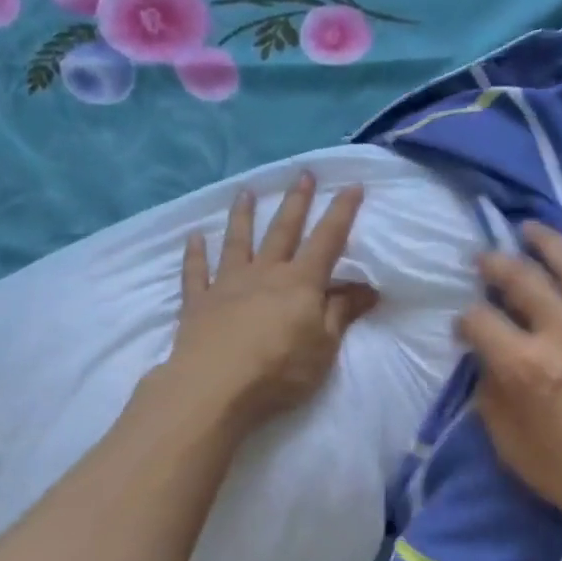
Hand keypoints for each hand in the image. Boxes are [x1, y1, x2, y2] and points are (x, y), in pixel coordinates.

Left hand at [165, 172, 378, 430]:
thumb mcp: (323, 347)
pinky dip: (194, 254)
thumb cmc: (279, 370)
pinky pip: (196, 272)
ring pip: (238, 242)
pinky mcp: (198, 302)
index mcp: (300, 283)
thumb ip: (341, 314)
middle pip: (283, 231)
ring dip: (244, 216)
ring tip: (246, 192)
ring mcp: (227, 284)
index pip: (327, 240)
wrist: (215, 386)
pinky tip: (193, 238)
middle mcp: (264, 273)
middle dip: (296, 202)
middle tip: (303, 174)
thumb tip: (367, 288)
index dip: (341, 212)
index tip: (352, 185)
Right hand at [457, 224, 561, 542]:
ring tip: (529, 229)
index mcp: (524, 367)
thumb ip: (492, 402)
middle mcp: (561, 333)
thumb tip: (487, 367)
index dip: (464, 321)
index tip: (464, 328)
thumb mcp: (515, 450)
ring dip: (546, 241)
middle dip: (495, 264)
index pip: (480, 322)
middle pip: (521, 279)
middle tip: (484, 259)